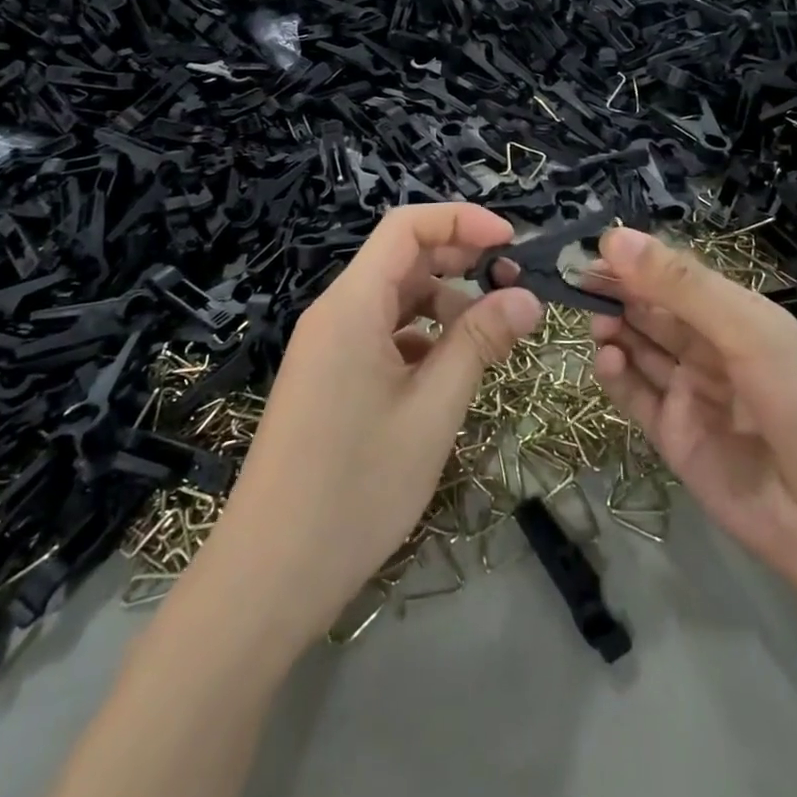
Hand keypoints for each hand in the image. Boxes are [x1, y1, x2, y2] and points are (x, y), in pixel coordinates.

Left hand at [198, 204, 540, 645]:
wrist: (269, 575)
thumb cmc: (357, 487)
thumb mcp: (433, 410)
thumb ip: (479, 342)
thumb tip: (527, 296)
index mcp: (352, 305)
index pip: (407, 227)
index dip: (462, 221)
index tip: (512, 242)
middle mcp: (335, 313)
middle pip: (402, 259)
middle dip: (460, 261)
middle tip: (513, 286)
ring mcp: (328, 346)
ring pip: (394, 299)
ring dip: (444, 304)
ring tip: (489, 336)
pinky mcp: (329, 377)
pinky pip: (381, 335)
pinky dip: (421, 338)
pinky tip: (448, 372)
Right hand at [590, 228, 796, 620]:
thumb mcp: (752, 332)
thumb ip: (682, 287)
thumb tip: (613, 239)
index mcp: (736, 316)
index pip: (673, 277)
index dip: (634, 261)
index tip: (590, 250)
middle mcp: (710, 350)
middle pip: (651, 311)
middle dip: (615, 292)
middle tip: (572, 282)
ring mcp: (692, 395)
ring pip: (639, 350)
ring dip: (612, 330)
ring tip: (592, 320)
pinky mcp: (676, 440)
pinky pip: (636, 399)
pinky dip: (615, 376)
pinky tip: (604, 359)